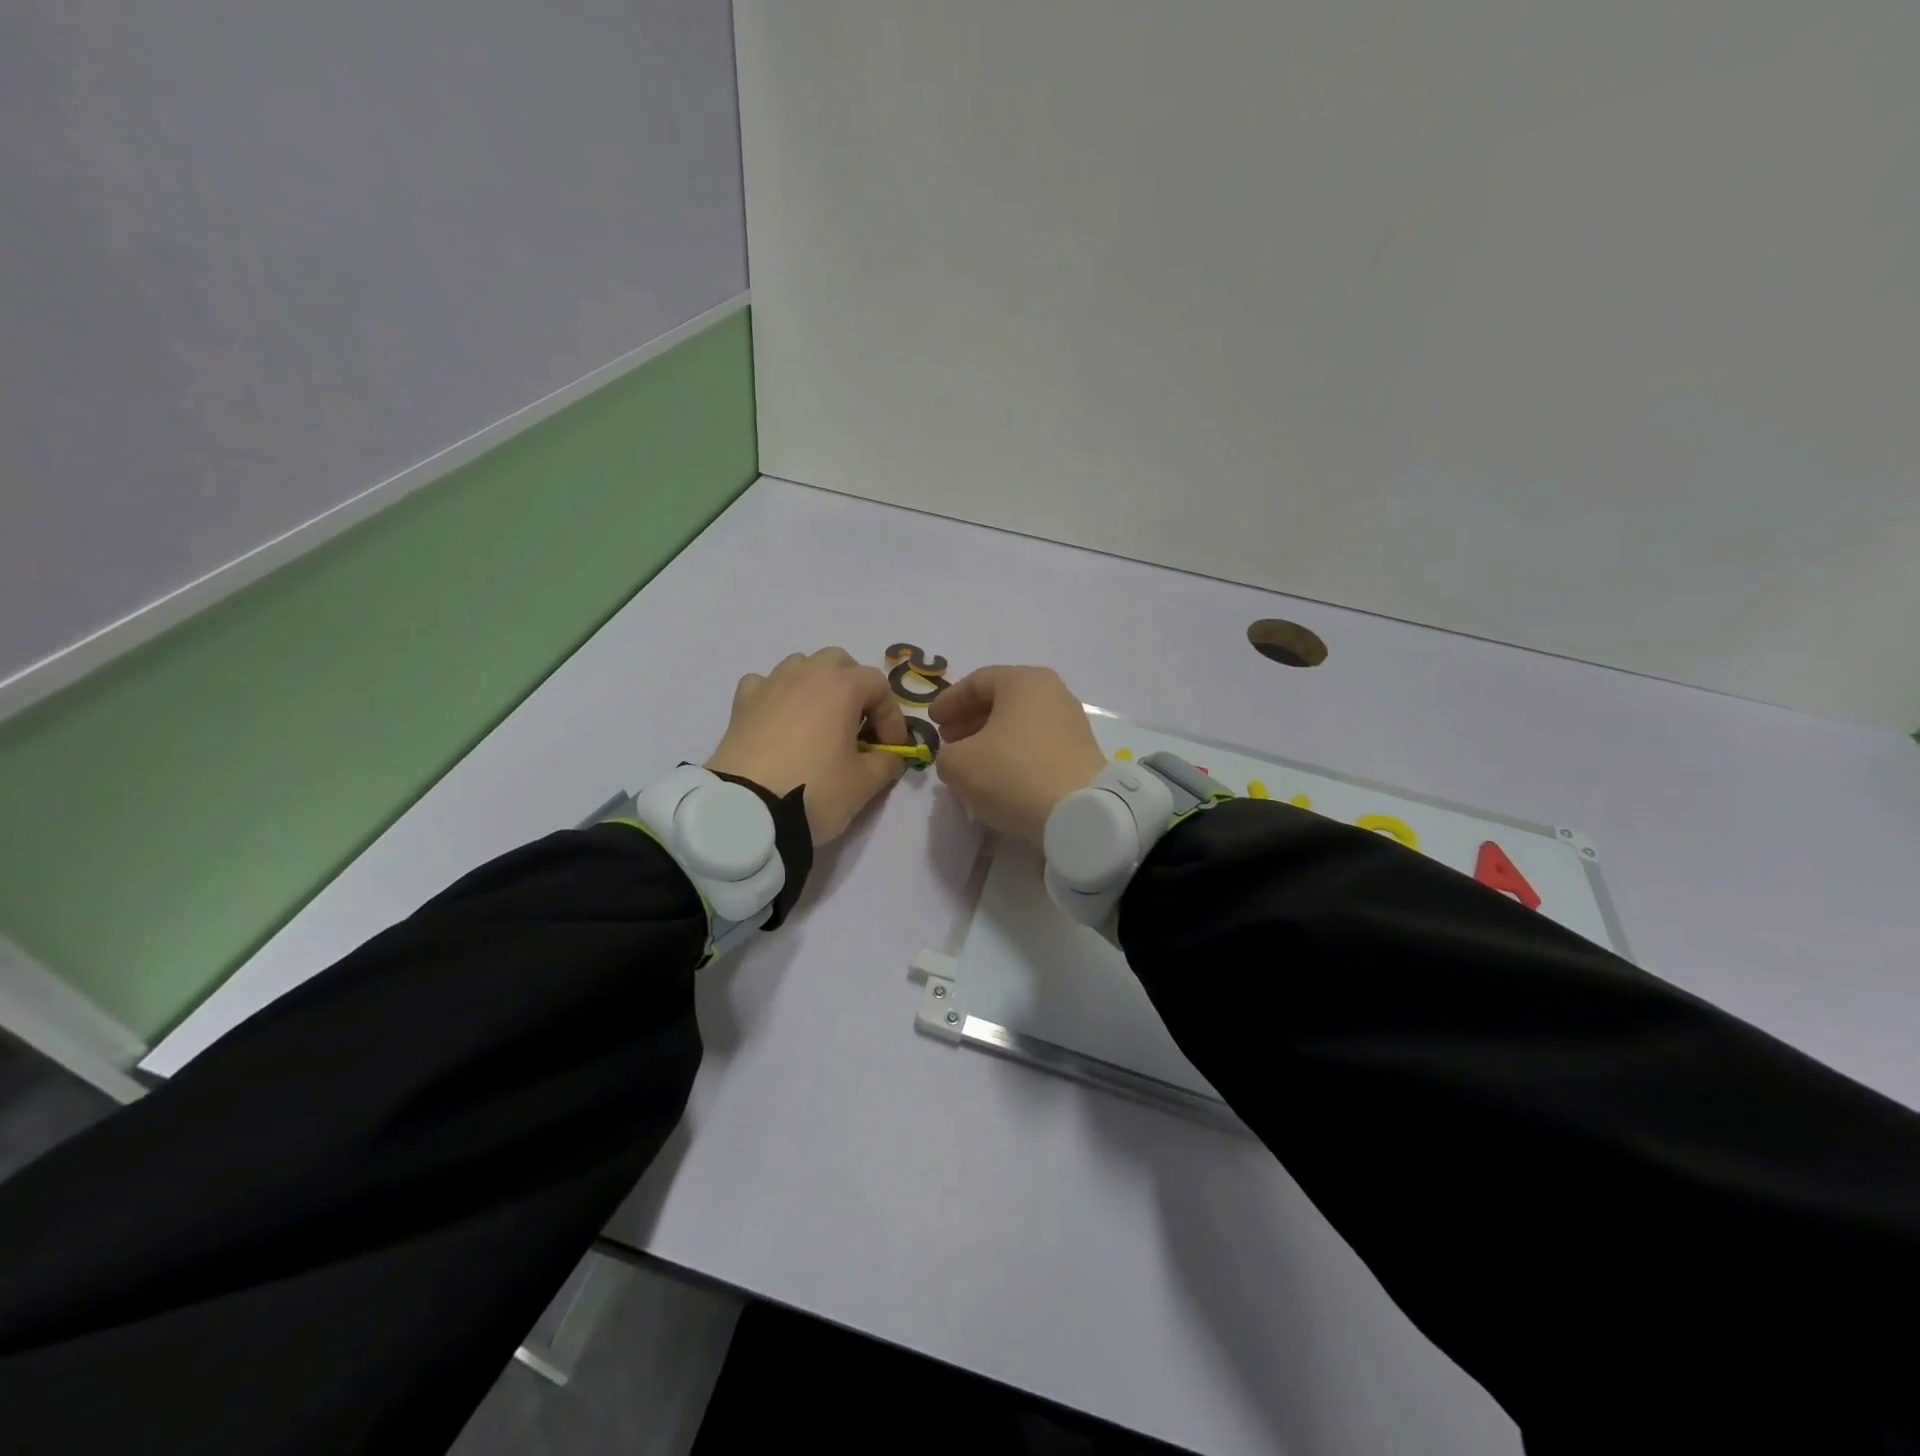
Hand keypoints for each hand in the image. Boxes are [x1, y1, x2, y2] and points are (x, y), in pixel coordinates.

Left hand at [706, 648, 908, 845]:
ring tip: (820, 722)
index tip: (891, 748)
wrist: (747, 810)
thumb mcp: (864, 784)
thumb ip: (886, 764)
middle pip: (839, 663)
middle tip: (859, 726)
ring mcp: (771, 684)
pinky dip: (778, 696)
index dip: (891, 716)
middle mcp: (806, 673)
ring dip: (818, 686)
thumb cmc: (815, 789)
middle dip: (855, 688)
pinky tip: (781, 721)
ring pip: (801, 666)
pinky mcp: (742, 703)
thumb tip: (890, 758)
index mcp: (842, 686)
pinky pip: (766, 684)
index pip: (878, 685)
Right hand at [930, 666, 1106, 846]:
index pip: (977, 681)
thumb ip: (947, 754)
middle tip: (948, 740)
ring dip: (991, 738)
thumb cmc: (1013, 774)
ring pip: (1020, 723)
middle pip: (1002, 699)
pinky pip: (1037, 743)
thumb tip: (957, 757)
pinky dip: (1013, 752)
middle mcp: (1053, 693)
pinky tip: (999, 776)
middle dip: (970, 719)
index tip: (932, 722)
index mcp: (1024, 681)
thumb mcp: (960, 764)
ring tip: (970, 761)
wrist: (1079, 813)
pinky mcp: (1081, 752)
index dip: (949, 701)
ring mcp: (1071, 722)